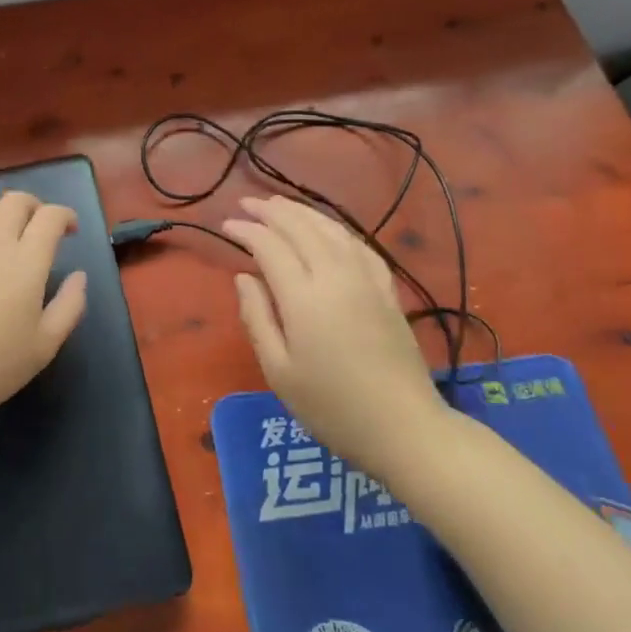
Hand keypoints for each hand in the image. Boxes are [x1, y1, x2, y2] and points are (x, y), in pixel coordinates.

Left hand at [0, 191, 88, 431]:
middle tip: (42, 229)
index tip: (71, 232)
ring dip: (4, 211)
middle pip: (16, 199)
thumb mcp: (44, 345)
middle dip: (35, 206)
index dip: (65, 215)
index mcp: (26, 261)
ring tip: (9, 234)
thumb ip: (70, 305)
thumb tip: (79, 275)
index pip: (50, 216)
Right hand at [223, 195, 448, 477]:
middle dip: (271, 211)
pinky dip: (337, 229)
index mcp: (304, 297)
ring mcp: (366, 280)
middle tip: (246, 202)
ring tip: (279, 204)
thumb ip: (257, 317)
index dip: (246, 230)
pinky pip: (359, 245)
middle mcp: (335, 276)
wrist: (404, 429)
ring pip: (331, 229)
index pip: (269, 246)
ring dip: (302, 211)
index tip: (226, 224)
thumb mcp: (279, 371)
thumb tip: (244, 277)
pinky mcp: (387, 290)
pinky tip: (328, 229)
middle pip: (300, 228)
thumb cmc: (332, 407)